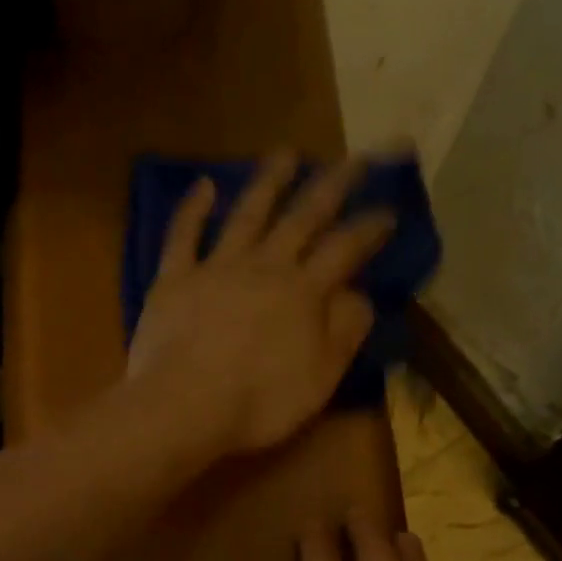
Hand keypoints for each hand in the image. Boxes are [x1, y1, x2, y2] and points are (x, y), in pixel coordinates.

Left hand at [126, 153, 395, 455]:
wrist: (183, 407)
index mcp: (304, 292)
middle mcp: (264, 267)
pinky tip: (204, 185)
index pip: (346, 249)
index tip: (388, 210)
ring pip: (247, 214)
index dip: (370, 227)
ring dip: (268, 181)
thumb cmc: (258, 404)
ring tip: (286, 153)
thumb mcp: (320, 378)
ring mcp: (216, 268)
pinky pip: (183, 236)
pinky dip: (193, 209)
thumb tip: (358, 295)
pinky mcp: (173, 279)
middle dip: (332, 185)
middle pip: (303, 217)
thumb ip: (344, 332)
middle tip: (353, 158)